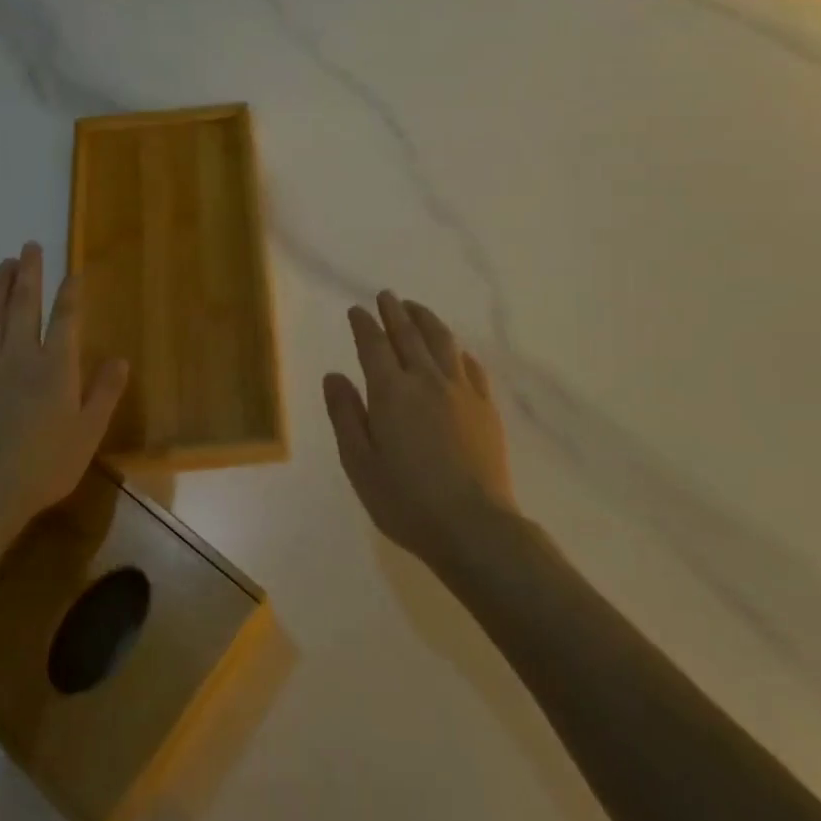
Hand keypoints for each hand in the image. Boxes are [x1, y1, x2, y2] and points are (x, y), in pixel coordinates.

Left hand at [0, 243, 129, 563]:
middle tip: (29, 246)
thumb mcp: (88, 432)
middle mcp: (19, 357)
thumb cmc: (44, 464)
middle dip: (29, 274)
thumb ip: (104, 392)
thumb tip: (120, 358)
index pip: (65, 319)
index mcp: (55, 367)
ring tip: (3, 265)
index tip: (72, 270)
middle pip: (23, 306)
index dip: (70, 293)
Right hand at [323, 291, 516, 569]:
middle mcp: (426, 380)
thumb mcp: (359, 463)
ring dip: (427, 320)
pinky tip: (455, 350)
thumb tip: (334, 375)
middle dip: (395, 311)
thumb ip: (345, 415)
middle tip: (387, 295)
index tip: (357, 310)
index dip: (364, 324)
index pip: (374, 345)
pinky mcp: (485, 407)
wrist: (473, 525)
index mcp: (391, 392)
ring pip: (442, 341)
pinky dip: (457, 350)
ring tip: (416, 308)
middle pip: (409, 334)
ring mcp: (461, 391)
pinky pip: (471, 366)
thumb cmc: (406, 500)